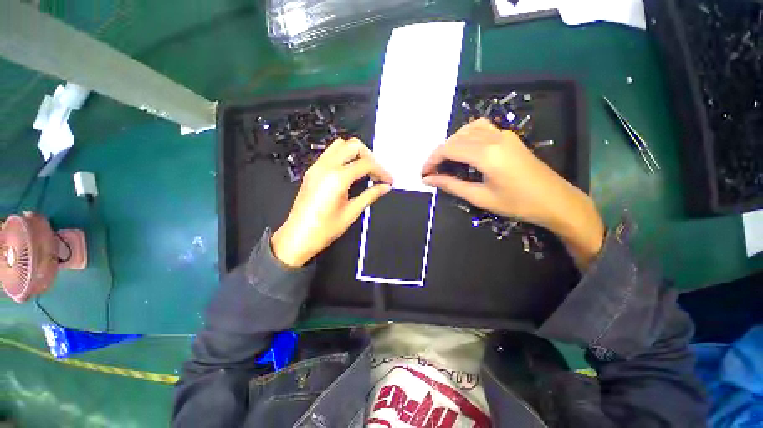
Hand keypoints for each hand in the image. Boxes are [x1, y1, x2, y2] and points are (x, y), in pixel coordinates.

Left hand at [272, 138, 392, 266]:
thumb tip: (385, 187)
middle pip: (353, 146)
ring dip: (356, 154)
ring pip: (340, 145)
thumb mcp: (351, 212)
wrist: (297, 237)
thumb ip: (370, 195)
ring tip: (365, 170)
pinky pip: (331, 153)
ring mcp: (316, 166)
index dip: (381, 171)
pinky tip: (351, 172)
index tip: (389, 180)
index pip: (366, 164)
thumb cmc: (325, 229)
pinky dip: (344, 157)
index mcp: (337, 178)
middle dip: (370, 157)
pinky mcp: (312, 171)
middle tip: (378, 173)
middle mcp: (325, 166)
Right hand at [421, 119, 604, 268]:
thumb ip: (452, 185)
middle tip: (432, 171)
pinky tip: (464, 149)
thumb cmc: (517, 204)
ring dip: (451, 144)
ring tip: (445, 161)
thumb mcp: (480, 197)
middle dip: (439, 153)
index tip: (424, 174)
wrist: (555, 200)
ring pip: (467, 130)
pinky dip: (466, 136)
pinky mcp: (509, 137)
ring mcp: (503, 134)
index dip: (432, 160)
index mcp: (486, 154)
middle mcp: (493, 138)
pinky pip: (481, 128)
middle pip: (455, 139)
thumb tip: (429, 180)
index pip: (448, 149)